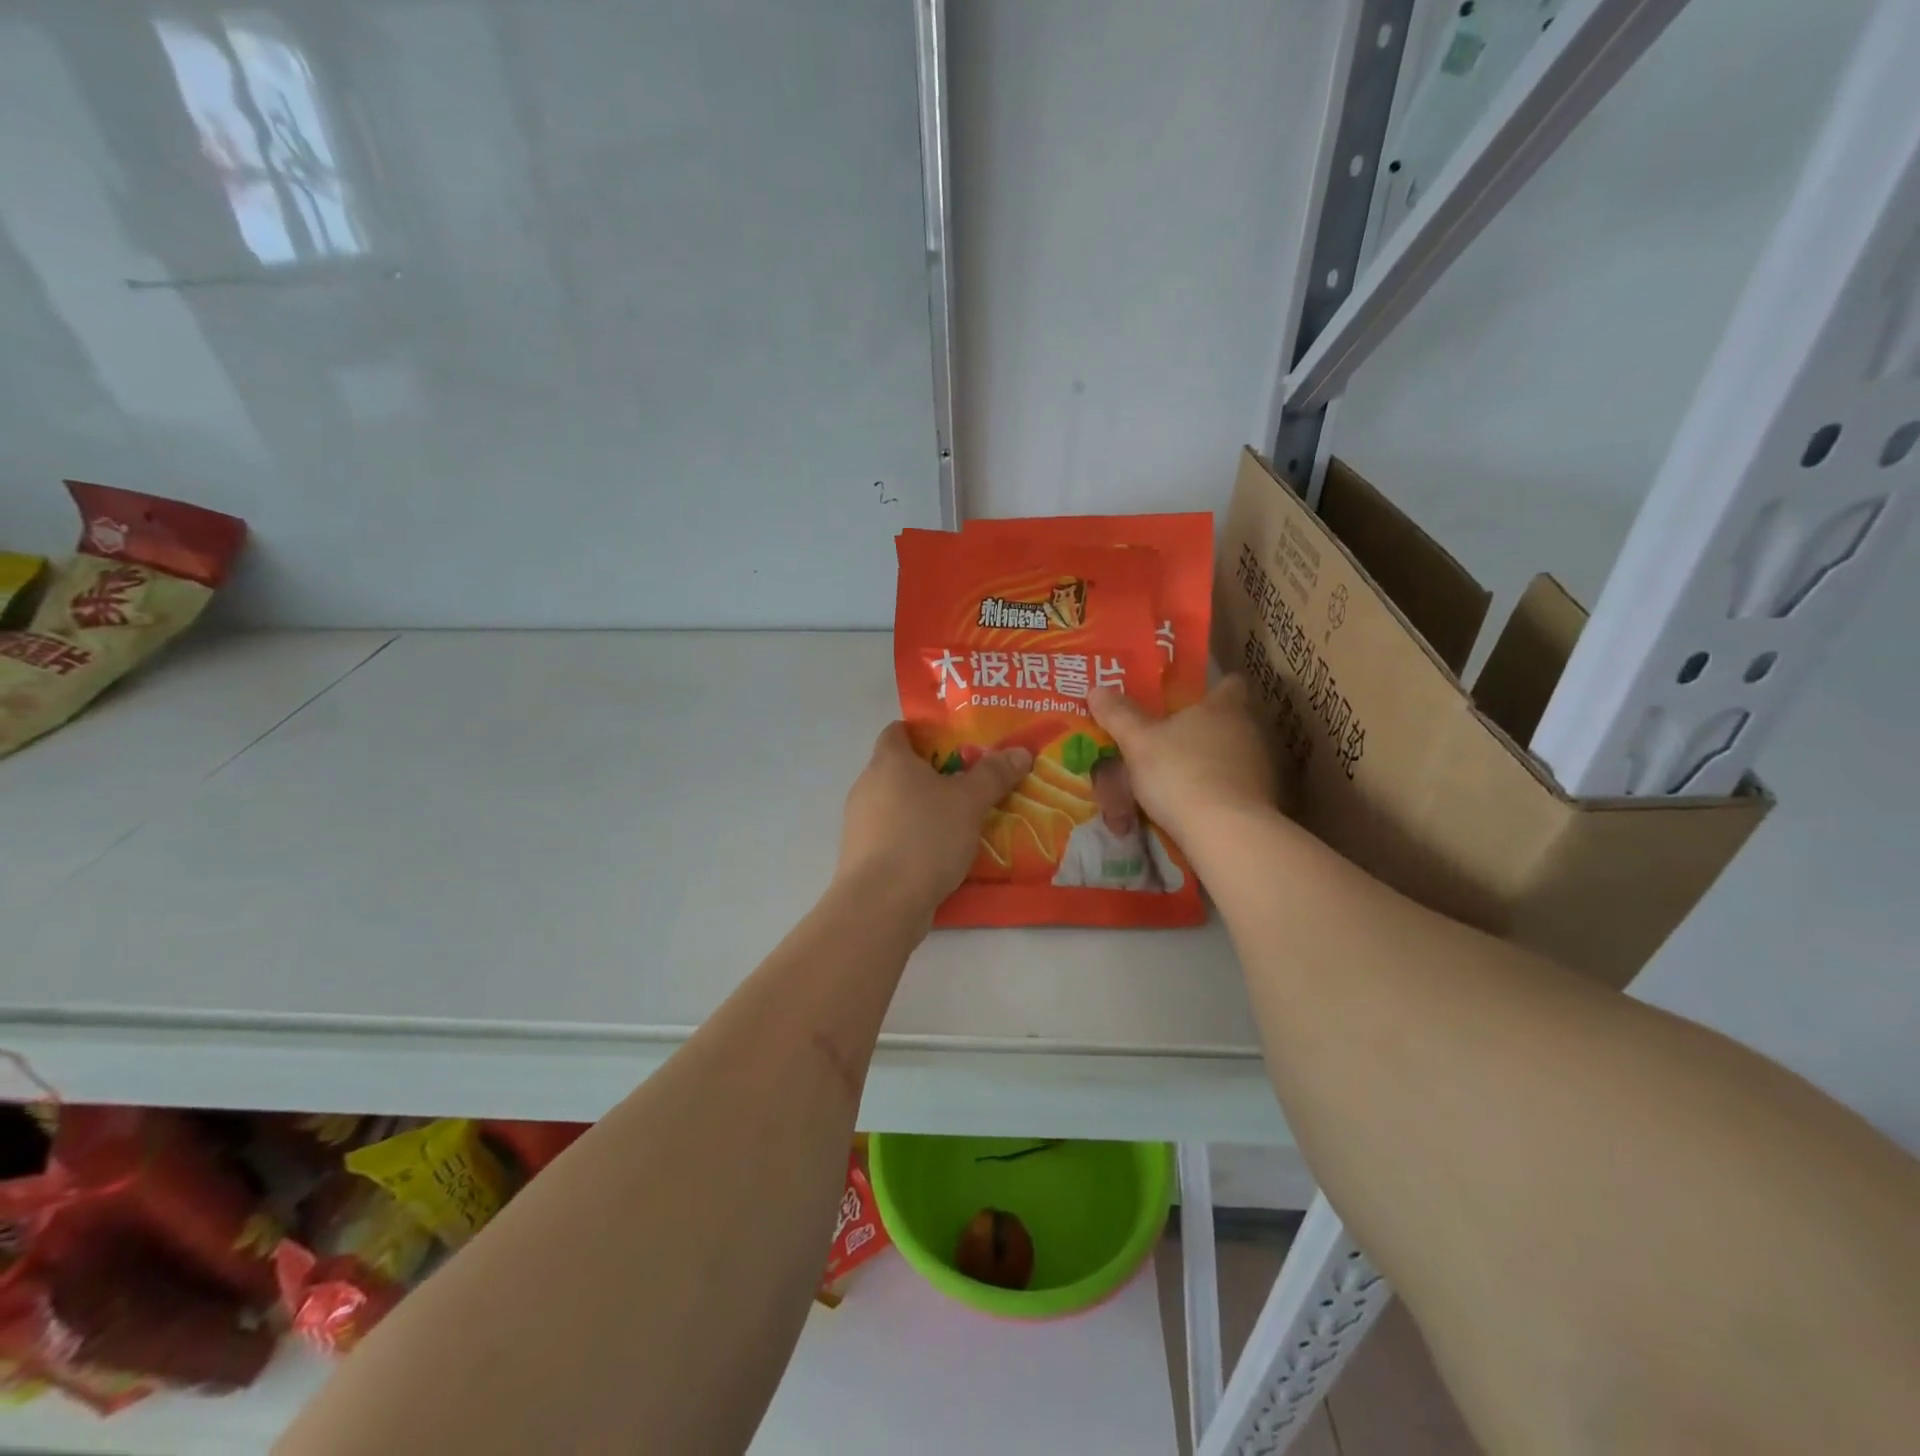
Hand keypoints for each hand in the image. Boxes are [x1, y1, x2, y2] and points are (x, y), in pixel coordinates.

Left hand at [836, 723, 1032, 915]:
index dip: (924, 732)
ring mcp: (860, 823)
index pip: (898, 731)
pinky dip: (915, 837)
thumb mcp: (969, 801)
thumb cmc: (925, 836)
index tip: (954, 744)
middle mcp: (867, 785)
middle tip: (969, 784)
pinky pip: (893, 835)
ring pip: (897, 805)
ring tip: (961, 822)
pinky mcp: (862, 856)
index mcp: (888, 761)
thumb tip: (1020, 751)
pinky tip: (941, 854)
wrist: (882, 902)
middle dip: (933, 775)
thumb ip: (994, 774)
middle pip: (900, 769)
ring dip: (925, 809)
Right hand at [1088, 676, 1276, 846]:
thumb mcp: (1138, 742)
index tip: (1191, 697)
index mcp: (1223, 708)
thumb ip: (1119, 715)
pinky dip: (1214, 794)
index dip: (1212, 688)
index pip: (1230, 684)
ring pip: (1229, 758)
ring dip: (1206, 765)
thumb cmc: (1181, 773)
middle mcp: (1248, 732)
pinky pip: (1233, 789)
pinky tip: (1190, 809)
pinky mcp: (1261, 801)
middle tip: (1167, 741)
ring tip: (1173, 781)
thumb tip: (1097, 689)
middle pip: (1227, 722)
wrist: (1226, 832)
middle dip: (1200, 731)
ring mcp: (1259, 768)